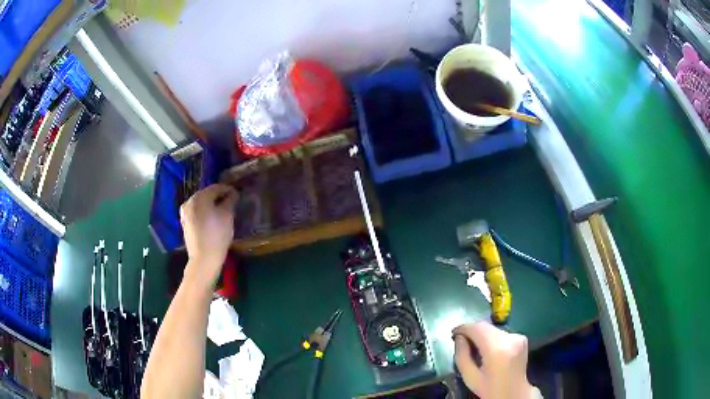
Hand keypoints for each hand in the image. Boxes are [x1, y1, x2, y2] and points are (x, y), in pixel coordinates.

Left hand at [180, 184, 238, 288]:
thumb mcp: (228, 215)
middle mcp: (189, 201)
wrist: (204, 259)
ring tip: (222, 211)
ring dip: (211, 205)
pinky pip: (197, 213)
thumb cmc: (217, 234)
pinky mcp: (185, 223)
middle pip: (207, 194)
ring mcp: (185, 213)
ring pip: (201, 204)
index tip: (237, 194)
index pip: (216, 187)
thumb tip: (232, 194)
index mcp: (199, 197)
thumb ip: (230, 200)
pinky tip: (212, 219)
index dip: (228, 189)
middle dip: (218, 197)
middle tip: (231, 202)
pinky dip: (205, 213)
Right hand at [453, 322, 540, 398]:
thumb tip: (459, 338)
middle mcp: (510, 338)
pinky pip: (501, 333)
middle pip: (486, 327)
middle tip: (460, 339)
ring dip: (481, 334)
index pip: (477, 328)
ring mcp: (518, 337)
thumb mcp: (470, 378)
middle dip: (471, 331)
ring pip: (493, 329)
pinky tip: (487, 349)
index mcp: (497, 349)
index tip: (453, 333)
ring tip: (472, 345)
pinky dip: (491, 337)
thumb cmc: (490, 389)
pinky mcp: (521, 338)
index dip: (463, 328)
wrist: (514, 394)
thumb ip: (462, 356)